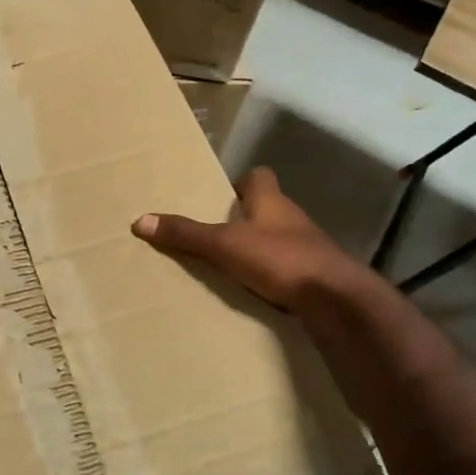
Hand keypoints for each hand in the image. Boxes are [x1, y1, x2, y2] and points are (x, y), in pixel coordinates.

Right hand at [132, 167, 370, 310]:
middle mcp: (291, 218)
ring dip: (256, 250)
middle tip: (212, 234)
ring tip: (225, 266)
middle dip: (243, 219)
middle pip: (266, 209)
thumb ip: (186, 234)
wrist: (335, 298)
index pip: (258, 176)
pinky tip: (252, 292)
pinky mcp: (314, 276)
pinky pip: (286, 270)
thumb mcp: (224, 245)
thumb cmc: (280, 258)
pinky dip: (270, 276)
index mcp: (271, 200)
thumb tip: (140, 220)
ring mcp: (307, 248)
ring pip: (276, 240)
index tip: (219, 197)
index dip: (240, 182)